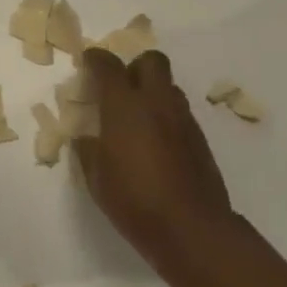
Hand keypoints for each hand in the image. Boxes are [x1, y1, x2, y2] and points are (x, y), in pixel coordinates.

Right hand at [76, 48, 237, 274]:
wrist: (190, 227)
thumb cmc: (134, 201)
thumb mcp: (97, 179)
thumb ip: (88, 151)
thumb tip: (86, 138)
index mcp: (124, 106)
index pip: (108, 66)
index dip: (96, 59)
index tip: (88, 62)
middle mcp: (156, 103)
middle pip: (152, 62)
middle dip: (134, 66)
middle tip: (120, 87)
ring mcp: (182, 118)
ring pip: (169, 86)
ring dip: (153, 91)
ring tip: (138, 117)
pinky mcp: (200, 138)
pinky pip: (180, 112)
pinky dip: (166, 116)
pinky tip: (156, 142)